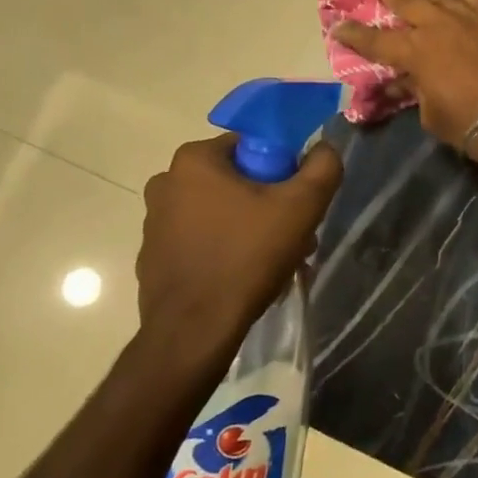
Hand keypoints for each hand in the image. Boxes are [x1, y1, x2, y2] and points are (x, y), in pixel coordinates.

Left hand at [134, 135, 342, 361]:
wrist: (194, 331)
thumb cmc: (247, 257)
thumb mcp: (302, 206)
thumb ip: (323, 167)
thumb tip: (324, 148)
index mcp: (194, 160)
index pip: (252, 147)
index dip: (282, 171)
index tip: (297, 202)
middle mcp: (166, 183)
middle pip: (236, 181)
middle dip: (269, 205)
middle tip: (293, 236)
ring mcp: (154, 223)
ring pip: (219, 213)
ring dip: (249, 229)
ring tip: (274, 263)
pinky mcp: (153, 257)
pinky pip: (200, 242)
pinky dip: (224, 251)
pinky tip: (244, 279)